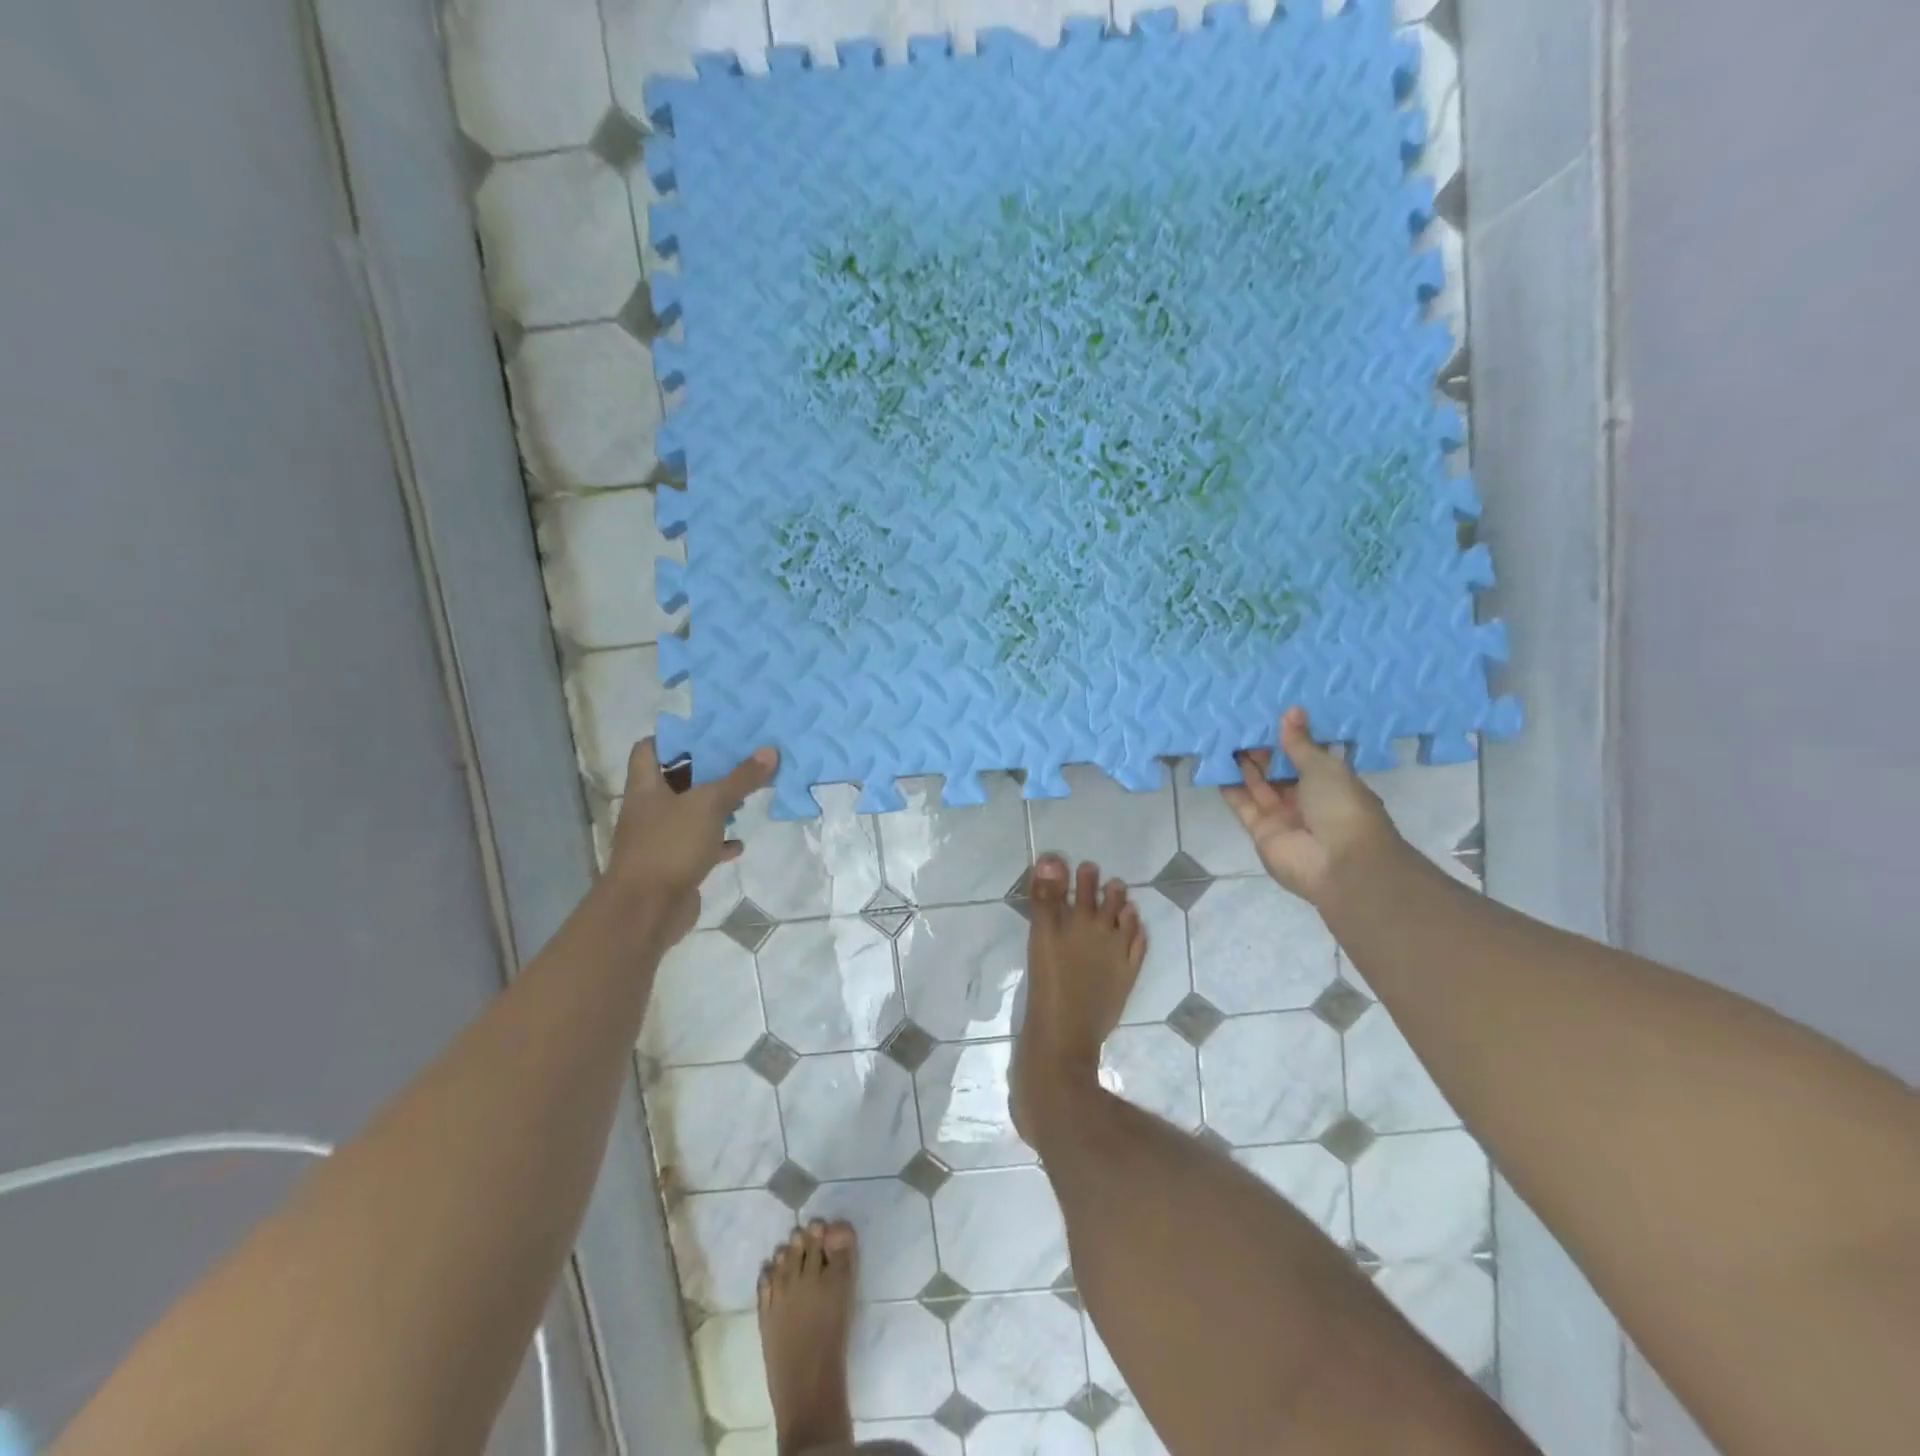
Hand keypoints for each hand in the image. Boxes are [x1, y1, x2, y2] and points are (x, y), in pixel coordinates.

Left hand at [602, 739, 778, 942]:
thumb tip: (770, 751)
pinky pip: (700, 847)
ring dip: (715, 807)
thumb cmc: (669, 845)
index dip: (674, 738)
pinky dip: (718, 843)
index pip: (649, 749)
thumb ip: (740, 779)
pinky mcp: (675, 865)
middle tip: (739, 761)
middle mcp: (650, 809)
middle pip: (675, 780)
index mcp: (646, 787)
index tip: (708, 732)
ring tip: (746, 797)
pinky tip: (739, 842)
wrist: (646, 910)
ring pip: (690, 814)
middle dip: (706, 772)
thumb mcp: (709, 804)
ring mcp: (661, 839)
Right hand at [1221, 707, 1400, 904]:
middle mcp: (1306, 799)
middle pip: (1279, 771)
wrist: (1338, 862)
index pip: (1305, 757)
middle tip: (1241, 724)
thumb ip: (1300, 743)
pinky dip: (1230, 788)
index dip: (1288, 739)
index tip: (1268, 716)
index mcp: (1330, 782)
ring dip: (1243, 765)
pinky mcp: (1260, 831)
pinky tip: (1216, 765)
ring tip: (1224, 738)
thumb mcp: (1324, 767)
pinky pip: (1242, 805)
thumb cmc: (1341, 806)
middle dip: (1262, 750)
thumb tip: (1291, 711)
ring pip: (1258, 786)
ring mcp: (1282, 816)